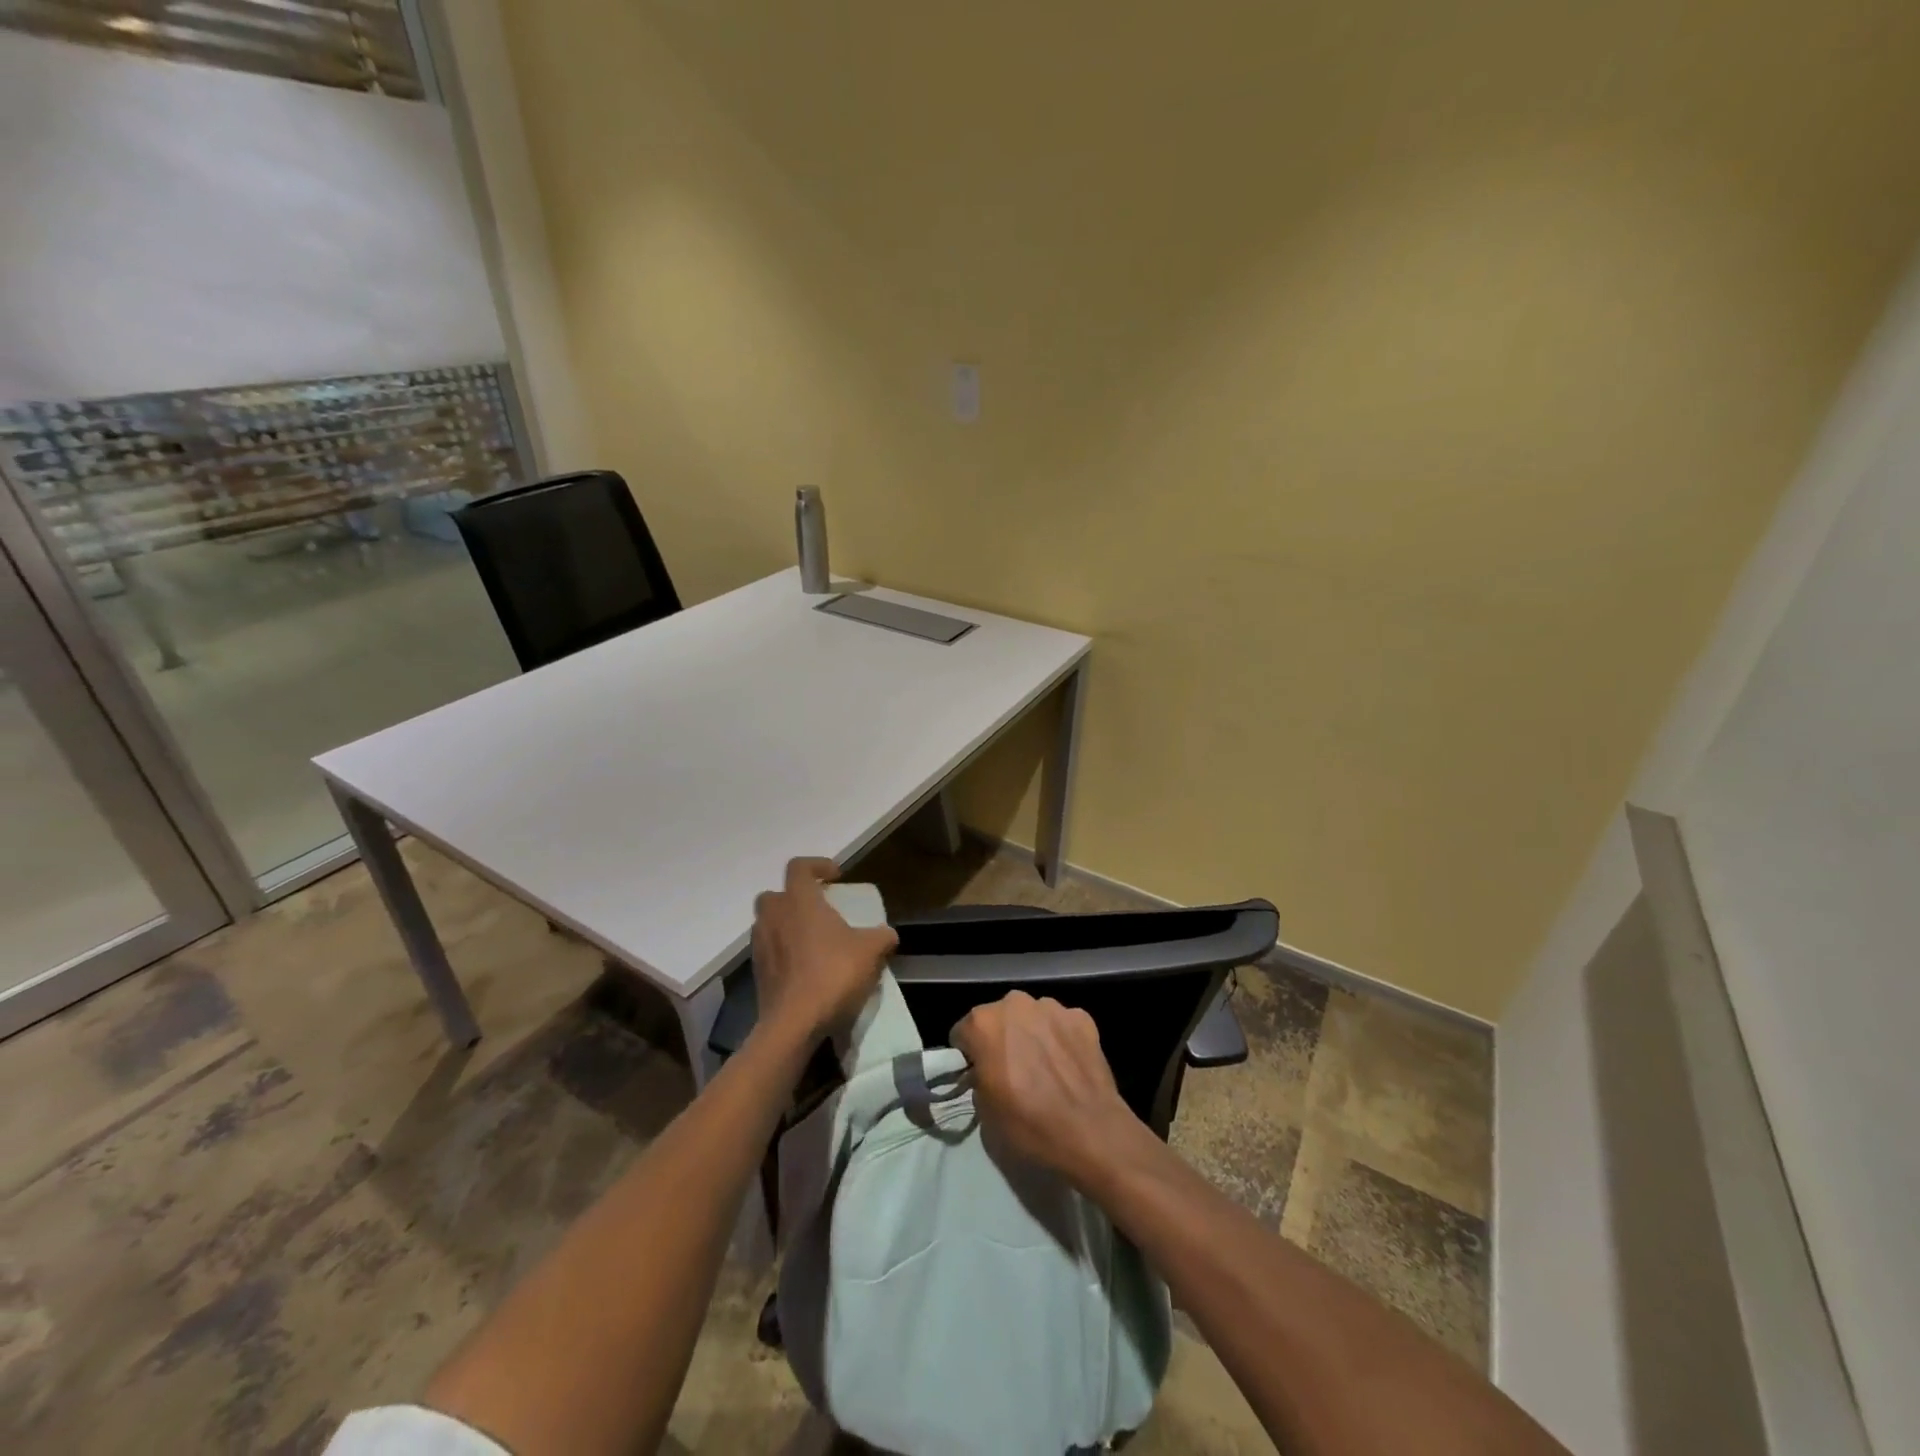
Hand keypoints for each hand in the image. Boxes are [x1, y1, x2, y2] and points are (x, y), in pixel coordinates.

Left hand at [751, 857, 898, 1043]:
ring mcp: (760, 945)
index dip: (817, 865)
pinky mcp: (757, 972)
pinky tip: (805, 969)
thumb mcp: (870, 951)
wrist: (794, 1024)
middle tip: (819, 910)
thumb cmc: (832, 974)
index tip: (836, 877)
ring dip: (788, 925)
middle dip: (795, 897)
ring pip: (769, 923)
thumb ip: (882, 936)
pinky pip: (769, 951)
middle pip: (776, 894)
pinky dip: (784, 953)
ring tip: (813, 942)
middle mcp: (774, 916)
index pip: (799, 867)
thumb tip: (887, 934)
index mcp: (799, 900)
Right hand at [952, 991, 1144, 1187]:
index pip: (963, 1033)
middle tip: (1011, 1072)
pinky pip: (1061, 1024)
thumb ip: (978, 1078)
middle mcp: (1015, 1004)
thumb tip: (986, 1072)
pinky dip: (1060, 1038)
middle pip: (998, 1018)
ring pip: (1031, 1017)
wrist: (1091, 1133)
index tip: (979, 1075)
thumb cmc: (1029, 1125)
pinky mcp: (1082, 1017)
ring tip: (1044, 1069)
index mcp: (983, 1023)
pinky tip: (1068, 1066)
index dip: (969, 1056)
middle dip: (1000, 1039)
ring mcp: (1052, 1007)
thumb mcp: (984, 1111)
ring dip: (1031, 1035)